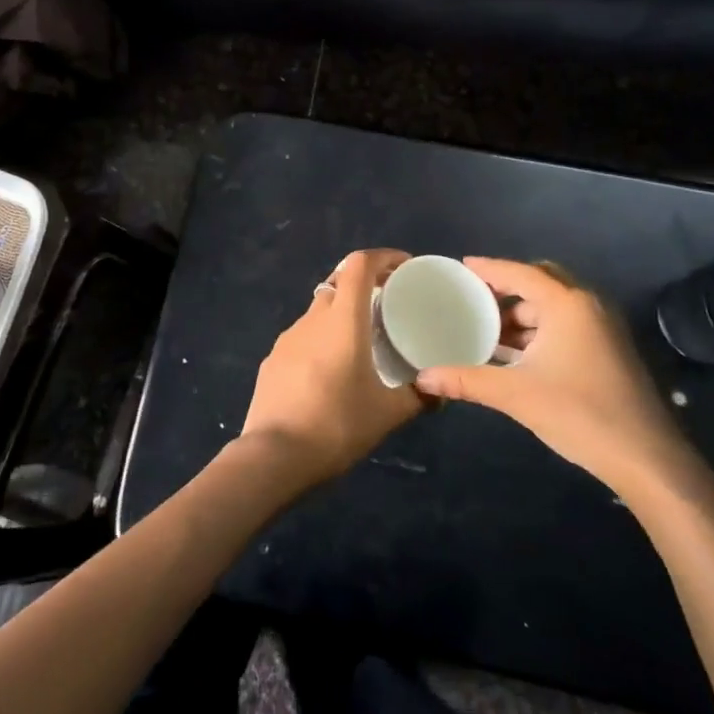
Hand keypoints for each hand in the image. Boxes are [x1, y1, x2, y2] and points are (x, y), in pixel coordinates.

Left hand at [239, 248, 420, 489]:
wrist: (274, 456)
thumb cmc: (337, 425)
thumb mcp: (387, 414)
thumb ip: (419, 397)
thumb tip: (442, 391)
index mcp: (342, 321)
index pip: (358, 265)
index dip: (383, 257)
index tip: (404, 267)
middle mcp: (312, 319)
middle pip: (338, 285)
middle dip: (363, 288)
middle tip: (388, 308)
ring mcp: (287, 339)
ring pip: (318, 312)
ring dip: (340, 317)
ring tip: (361, 344)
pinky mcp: (272, 360)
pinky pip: (302, 339)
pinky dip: (320, 342)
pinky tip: (330, 373)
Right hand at [414, 258, 707, 498]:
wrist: (646, 458)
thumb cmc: (579, 414)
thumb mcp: (515, 395)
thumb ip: (467, 380)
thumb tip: (423, 377)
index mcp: (567, 305)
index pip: (520, 273)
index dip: (489, 268)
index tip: (461, 267)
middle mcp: (587, 306)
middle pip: (541, 281)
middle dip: (508, 287)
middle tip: (475, 298)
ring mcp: (603, 328)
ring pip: (555, 306)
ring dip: (523, 313)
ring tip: (488, 330)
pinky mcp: (609, 350)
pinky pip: (567, 324)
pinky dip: (540, 330)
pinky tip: (516, 353)